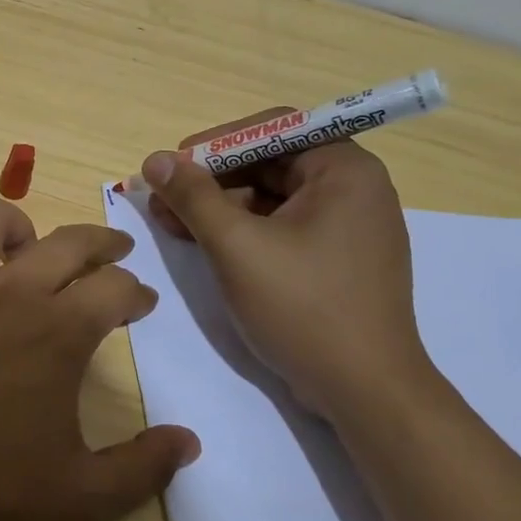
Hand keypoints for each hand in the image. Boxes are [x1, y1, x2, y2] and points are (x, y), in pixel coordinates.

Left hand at [0, 197, 200, 520]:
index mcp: (58, 330)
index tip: (140, 302)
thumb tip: (189, 442)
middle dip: (101, 243)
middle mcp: (7, 290)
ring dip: (17, 228)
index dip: (136, 293)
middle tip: (113, 254)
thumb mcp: (78, 497)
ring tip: (24, 250)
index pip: (115, 288)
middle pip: (68, 240)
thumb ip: (142, 468)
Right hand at [141, 116, 432, 420]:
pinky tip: (204, 244)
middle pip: (269, 163)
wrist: (365, 391)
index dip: (215, 143)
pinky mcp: (337, 259)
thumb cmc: (304, 308)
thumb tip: (154, 160)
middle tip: (164, 200)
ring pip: (272, 198)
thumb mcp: (237, 247)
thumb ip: (193, 197)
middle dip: (211, 180)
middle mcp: (354, 188)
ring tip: (172, 224)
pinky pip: (282, 227)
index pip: (272, 129)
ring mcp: (348, 226)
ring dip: (220, 207)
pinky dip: (242, 231)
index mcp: (344, 170)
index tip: (172, 167)